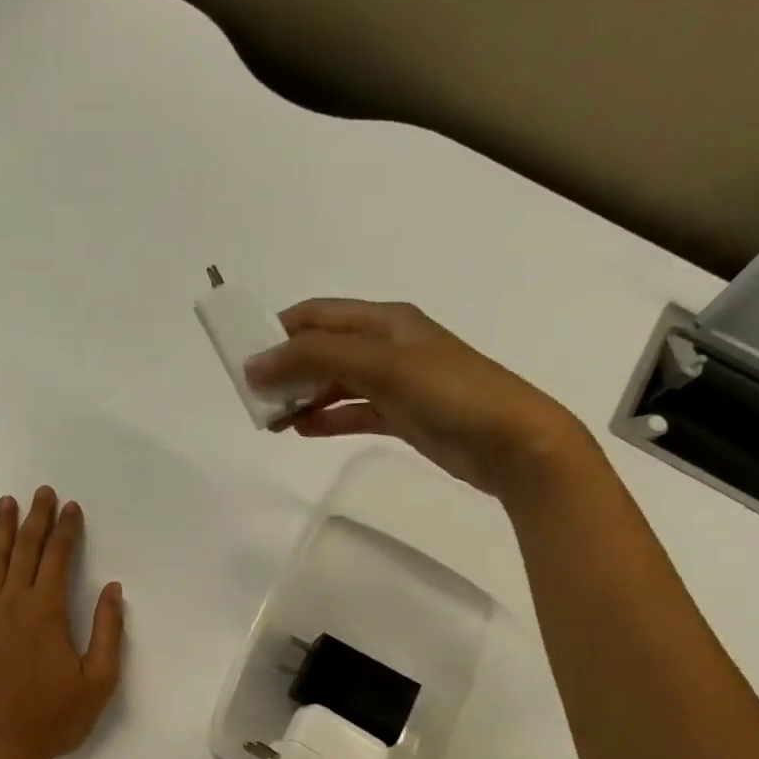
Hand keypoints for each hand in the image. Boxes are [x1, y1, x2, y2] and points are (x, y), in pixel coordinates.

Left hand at [0, 487, 124, 758]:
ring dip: (0, 530)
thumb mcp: (98, 683)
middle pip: (25, 551)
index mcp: (47, 613)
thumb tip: (114, 590)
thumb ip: (109, 633)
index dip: (67, 530)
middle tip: (41, 492)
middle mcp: (12, 604)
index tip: (71, 507)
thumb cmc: (50, 721)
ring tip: (5, 503)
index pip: (58, 559)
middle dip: (36, 519)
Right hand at [245, 298, 589, 499]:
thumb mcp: (381, 364)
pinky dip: (327, 418)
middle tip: (255, 396)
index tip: (244, 358)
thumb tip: (256, 363)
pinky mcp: (402, 416)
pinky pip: (353, 412)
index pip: (318, 315)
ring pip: (335, 383)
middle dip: (287, 368)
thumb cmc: (449, 392)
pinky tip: (302, 431)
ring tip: (272, 419)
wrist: (514, 443)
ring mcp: (396, 382)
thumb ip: (316, 358)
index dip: (279, 331)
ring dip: (303, 396)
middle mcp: (387, 346)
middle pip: (323, 349)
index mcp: (384, 321)